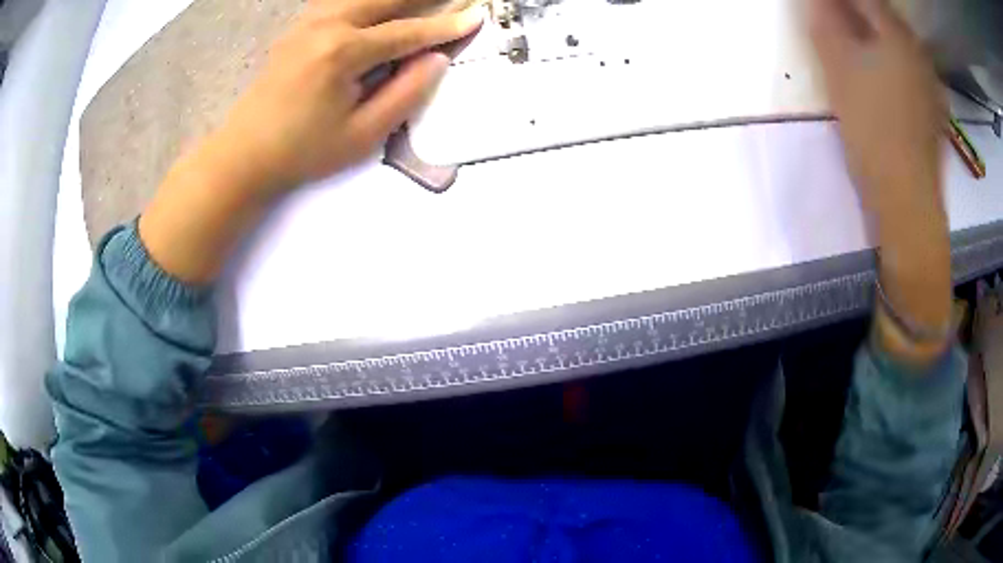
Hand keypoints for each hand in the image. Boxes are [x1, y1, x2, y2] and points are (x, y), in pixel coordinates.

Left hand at [219, 0, 485, 194]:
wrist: (244, 154)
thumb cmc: (302, 152)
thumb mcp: (361, 135)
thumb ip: (405, 93)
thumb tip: (435, 59)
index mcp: (343, 52)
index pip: (407, 32)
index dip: (445, 26)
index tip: (476, 16)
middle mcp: (326, 25)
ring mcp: (308, 22)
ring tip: (419, 3)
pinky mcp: (297, 27)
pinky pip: (339, 0)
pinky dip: (364, 1)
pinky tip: (377, 8)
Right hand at [810, 0, 951, 363]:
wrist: (907, 203)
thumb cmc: (873, 133)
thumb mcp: (838, 72)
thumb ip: (823, 25)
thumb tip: (814, 1)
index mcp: (897, 36)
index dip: (839, 0)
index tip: (819, 6)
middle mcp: (918, 53)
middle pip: (884, 18)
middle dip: (858, 14)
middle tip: (834, 22)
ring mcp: (930, 83)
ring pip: (898, 45)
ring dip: (876, 39)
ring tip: (856, 48)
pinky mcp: (933, 110)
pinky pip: (910, 71)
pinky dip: (893, 65)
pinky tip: (881, 79)